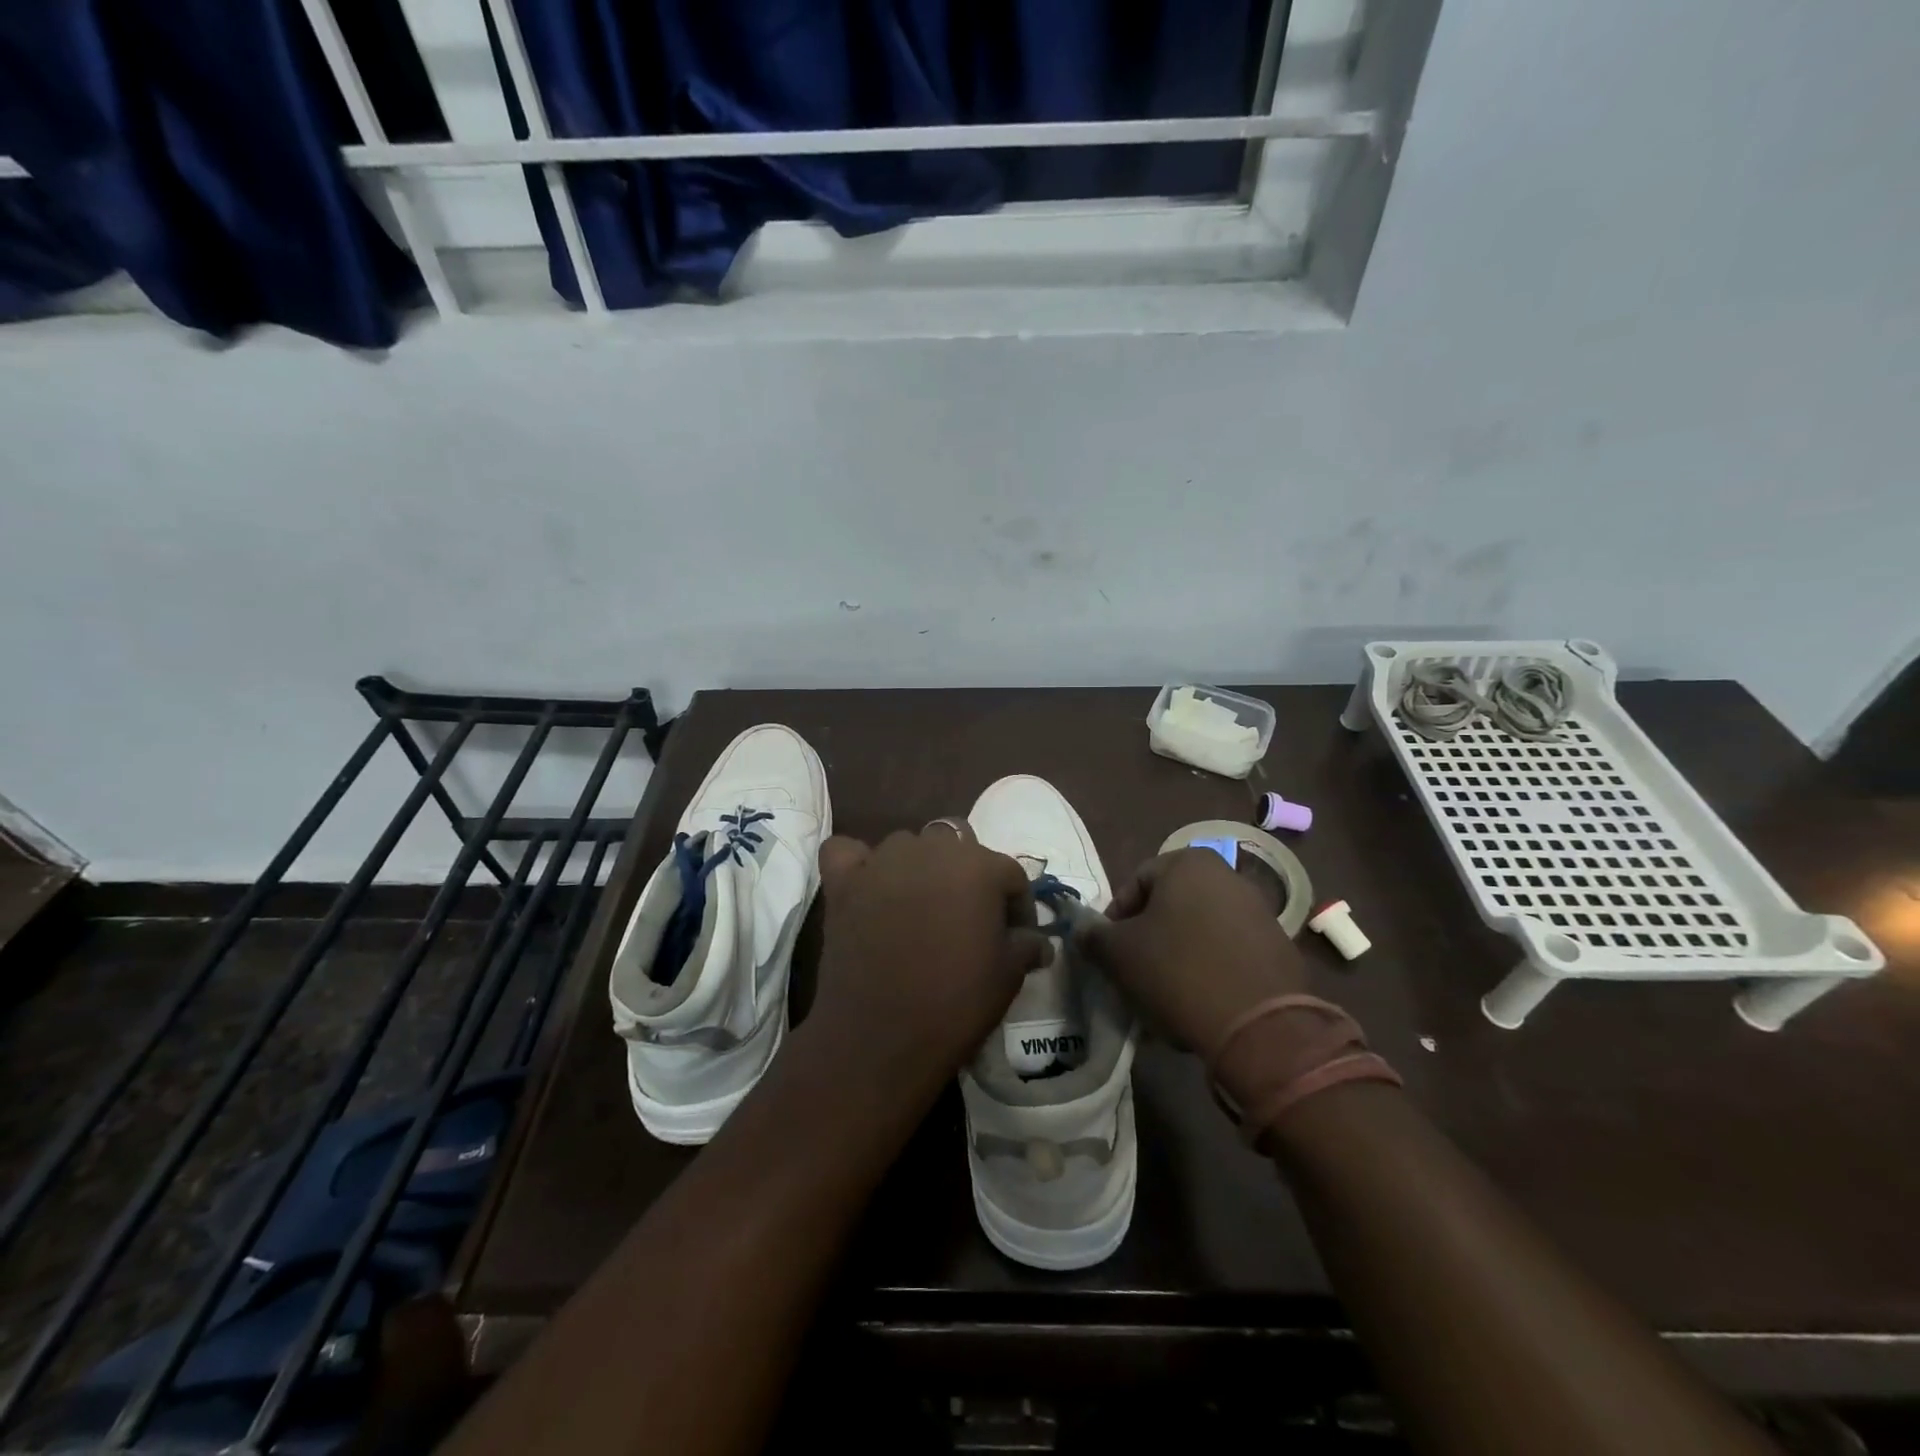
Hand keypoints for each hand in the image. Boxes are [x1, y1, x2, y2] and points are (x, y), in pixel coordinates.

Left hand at [807, 828, 1050, 1106]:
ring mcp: (881, 861)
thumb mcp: (1008, 975)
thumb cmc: (955, 1002)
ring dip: (918, 868)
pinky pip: (848, 852)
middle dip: (967, 877)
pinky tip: (866, 886)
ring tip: (919, 908)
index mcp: (978, 865)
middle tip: (966, 920)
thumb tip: (1039, 942)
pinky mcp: (843, 881)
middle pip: (958, 847)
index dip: (1018, 906)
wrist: (881, 1038)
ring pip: (907, 846)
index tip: (1017, 937)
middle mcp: (930, 849)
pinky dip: (858, 862)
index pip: (1010, 874)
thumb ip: (1026, 945)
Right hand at [1074, 847, 1307, 1056]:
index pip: (1135, 883)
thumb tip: (1082, 930)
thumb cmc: (1178, 971)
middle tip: (1135, 973)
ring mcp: (1259, 911)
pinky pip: (1229, 952)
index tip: (1110, 953)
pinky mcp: (1279, 947)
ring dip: (1178, 954)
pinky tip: (1201, 1001)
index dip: (1115, 919)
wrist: (1259, 1026)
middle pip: (1170, 905)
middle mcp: (1228, 876)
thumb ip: (1093, 935)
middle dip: (1149, 937)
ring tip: (1166, 993)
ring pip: (1200, 929)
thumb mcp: (1118, 953)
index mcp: (1188, 863)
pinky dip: (1211, 969)